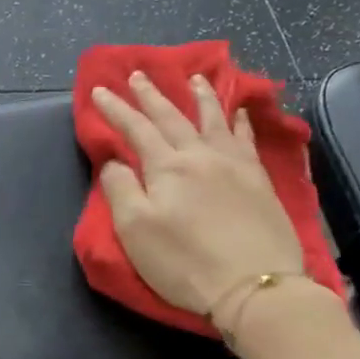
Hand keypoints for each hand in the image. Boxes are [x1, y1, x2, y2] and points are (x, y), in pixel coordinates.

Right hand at [93, 72, 308, 320]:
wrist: (253, 285)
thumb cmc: (185, 262)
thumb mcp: (135, 231)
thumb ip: (120, 190)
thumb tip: (115, 162)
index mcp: (167, 167)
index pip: (136, 129)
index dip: (115, 109)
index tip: (99, 90)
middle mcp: (201, 155)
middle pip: (172, 117)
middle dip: (152, 95)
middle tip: (138, 74)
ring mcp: (235, 165)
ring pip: (214, 119)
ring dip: (201, 96)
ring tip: (196, 77)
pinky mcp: (259, 181)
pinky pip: (247, 139)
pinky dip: (240, 121)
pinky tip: (240, 113)